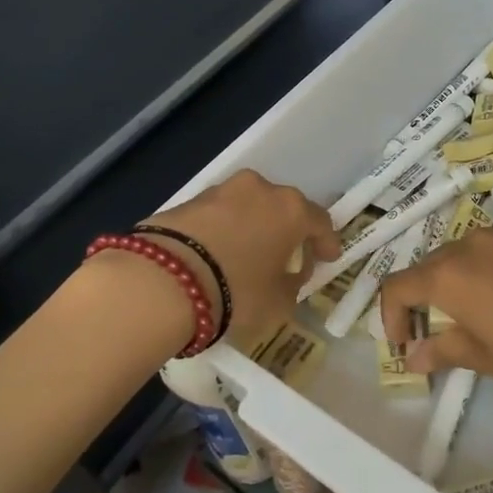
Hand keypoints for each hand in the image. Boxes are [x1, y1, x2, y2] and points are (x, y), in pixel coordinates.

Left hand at [144, 170, 339, 348]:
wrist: (164, 280)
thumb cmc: (237, 292)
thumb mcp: (278, 303)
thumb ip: (291, 285)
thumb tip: (288, 276)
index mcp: (291, 209)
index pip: (320, 221)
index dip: (327, 242)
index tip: (328, 258)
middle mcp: (260, 189)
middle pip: (283, 209)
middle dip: (288, 231)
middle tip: (287, 257)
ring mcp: (222, 190)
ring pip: (249, 207)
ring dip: (254, 227)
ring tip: (248, 255)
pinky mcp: (189, 200)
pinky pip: (219, 215)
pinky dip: (225, 231)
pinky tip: (218, 254)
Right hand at [378, 226, 492, 400]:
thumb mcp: (488, 359)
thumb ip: (444, 351)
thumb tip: (414, 356)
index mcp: (450, 274)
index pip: (399, 286)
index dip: (392, 315)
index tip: (405, 342)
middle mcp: (475, 243)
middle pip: (435, 264)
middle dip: (430, 296)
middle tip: (443, 329)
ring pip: (476, 252)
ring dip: (470, 278)